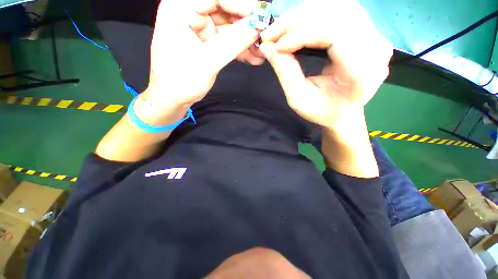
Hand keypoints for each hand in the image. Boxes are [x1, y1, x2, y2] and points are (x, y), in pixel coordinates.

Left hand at [146, 0, 258, 111]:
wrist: (173, 98)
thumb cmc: (181, 80)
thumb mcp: (208, 61)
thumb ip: (233, 43)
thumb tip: (256, 28)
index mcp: (180, 7)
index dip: (241, 4)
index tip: (262, 15)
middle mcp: (189, 12)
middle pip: (225, 9)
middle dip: (247, 24)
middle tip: (265, 34)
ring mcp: (199, 27)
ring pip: (229, 27)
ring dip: (247, 40)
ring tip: (261, 51)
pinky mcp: (207, 42)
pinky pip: (227, 41)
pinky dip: (240, 49)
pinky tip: (253, 57)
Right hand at [259, 1, 392, 127]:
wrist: (343, 112)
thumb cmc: (322, 111)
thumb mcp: (298, 99)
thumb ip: (285, 72)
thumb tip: (267, 47)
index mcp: (362, 70)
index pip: (335, 33)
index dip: (302, 33)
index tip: (276, 46)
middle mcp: (375, 47)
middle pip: (337, 14)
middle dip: (298, 21)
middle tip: (272, 33)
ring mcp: (375, 36)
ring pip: (338, 7)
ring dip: (304, 16)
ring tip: (281, 31)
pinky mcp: (367, 31)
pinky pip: (339, 12)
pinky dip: (313, 16)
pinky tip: (297, 27)